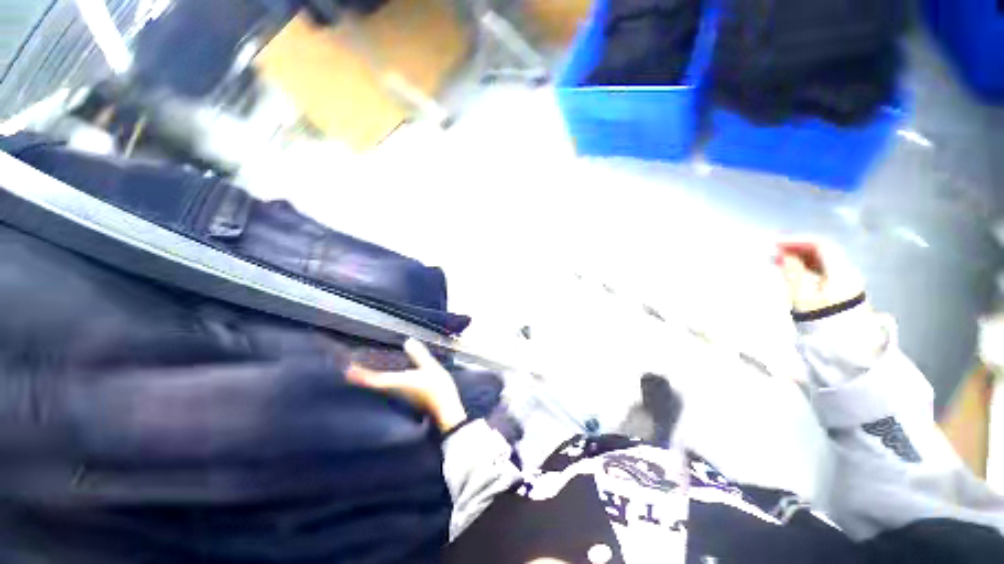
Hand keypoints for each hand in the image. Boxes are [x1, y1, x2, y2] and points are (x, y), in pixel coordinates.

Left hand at [347, 339, 467, 433]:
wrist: (445, 410)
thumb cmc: (438, 390)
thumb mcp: (431, 368)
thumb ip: (420, 355)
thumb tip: (408, 342)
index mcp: (400, 382)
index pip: (375, 379)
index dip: (360, 375)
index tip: (346, 370)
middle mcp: (396, 390)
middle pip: (374, 382)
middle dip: (361, 375)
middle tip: (349, 367)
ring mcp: (400, 395)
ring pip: (380, 385)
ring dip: (370, 377)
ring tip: (362, 368)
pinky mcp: (405, 396)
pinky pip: (388, 386)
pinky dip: (381, 379)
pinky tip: (383, 374)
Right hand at [775, 239, 865, 314]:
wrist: (842, 345)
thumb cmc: (820, 319)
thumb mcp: (802, 296)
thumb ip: (793, 273)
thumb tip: (785, 255)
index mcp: (840, 271)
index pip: (820, 246)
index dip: (797, 241)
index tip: (775, 244)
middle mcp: (847, 272)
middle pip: (823, 252)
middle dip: (798, 248)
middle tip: (775, 251)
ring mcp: (846, 281)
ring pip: (822, 262)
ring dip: (800, 258)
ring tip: (779, 261)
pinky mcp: (842, 291)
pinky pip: (823, 271)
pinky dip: (806, 267)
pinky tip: (793, 271)